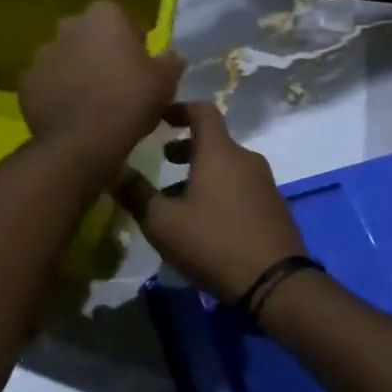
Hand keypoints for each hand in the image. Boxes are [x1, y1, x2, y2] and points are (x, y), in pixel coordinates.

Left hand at [20, 1, 184, 170]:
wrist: (84, 141)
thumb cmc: (131, 101)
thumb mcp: (166, 81)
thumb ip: (171, 61)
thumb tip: (172, 57)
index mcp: (104, 15)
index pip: (124, 21)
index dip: (135, 44)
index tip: (141, 68)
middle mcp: (69, 26)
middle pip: (91, 37)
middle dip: (101, 53)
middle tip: (117, 84)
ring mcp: (42, 53)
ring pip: (66, 59)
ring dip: (77, 72)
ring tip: (92, 103)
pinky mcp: (26, 82)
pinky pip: (47, 84)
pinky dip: (57, 94)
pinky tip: (72, 115)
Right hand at [117, 101, 307, 301]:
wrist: (275, 283)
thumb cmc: (214, 243)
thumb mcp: (163, 222)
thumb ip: (137, 194)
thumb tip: (116, 171)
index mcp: (219, 152)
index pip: (202, 110)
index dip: (178, 109)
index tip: (159, 119)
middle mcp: (246, 159)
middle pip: (214, 141)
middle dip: (185, 147)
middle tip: (162, 161)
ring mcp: (264, 183)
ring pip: (226, 167)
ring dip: (200, 174)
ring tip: (176, 199)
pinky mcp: (274, 207)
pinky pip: (240, 187)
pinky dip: (219, 191)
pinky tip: (204, 221)